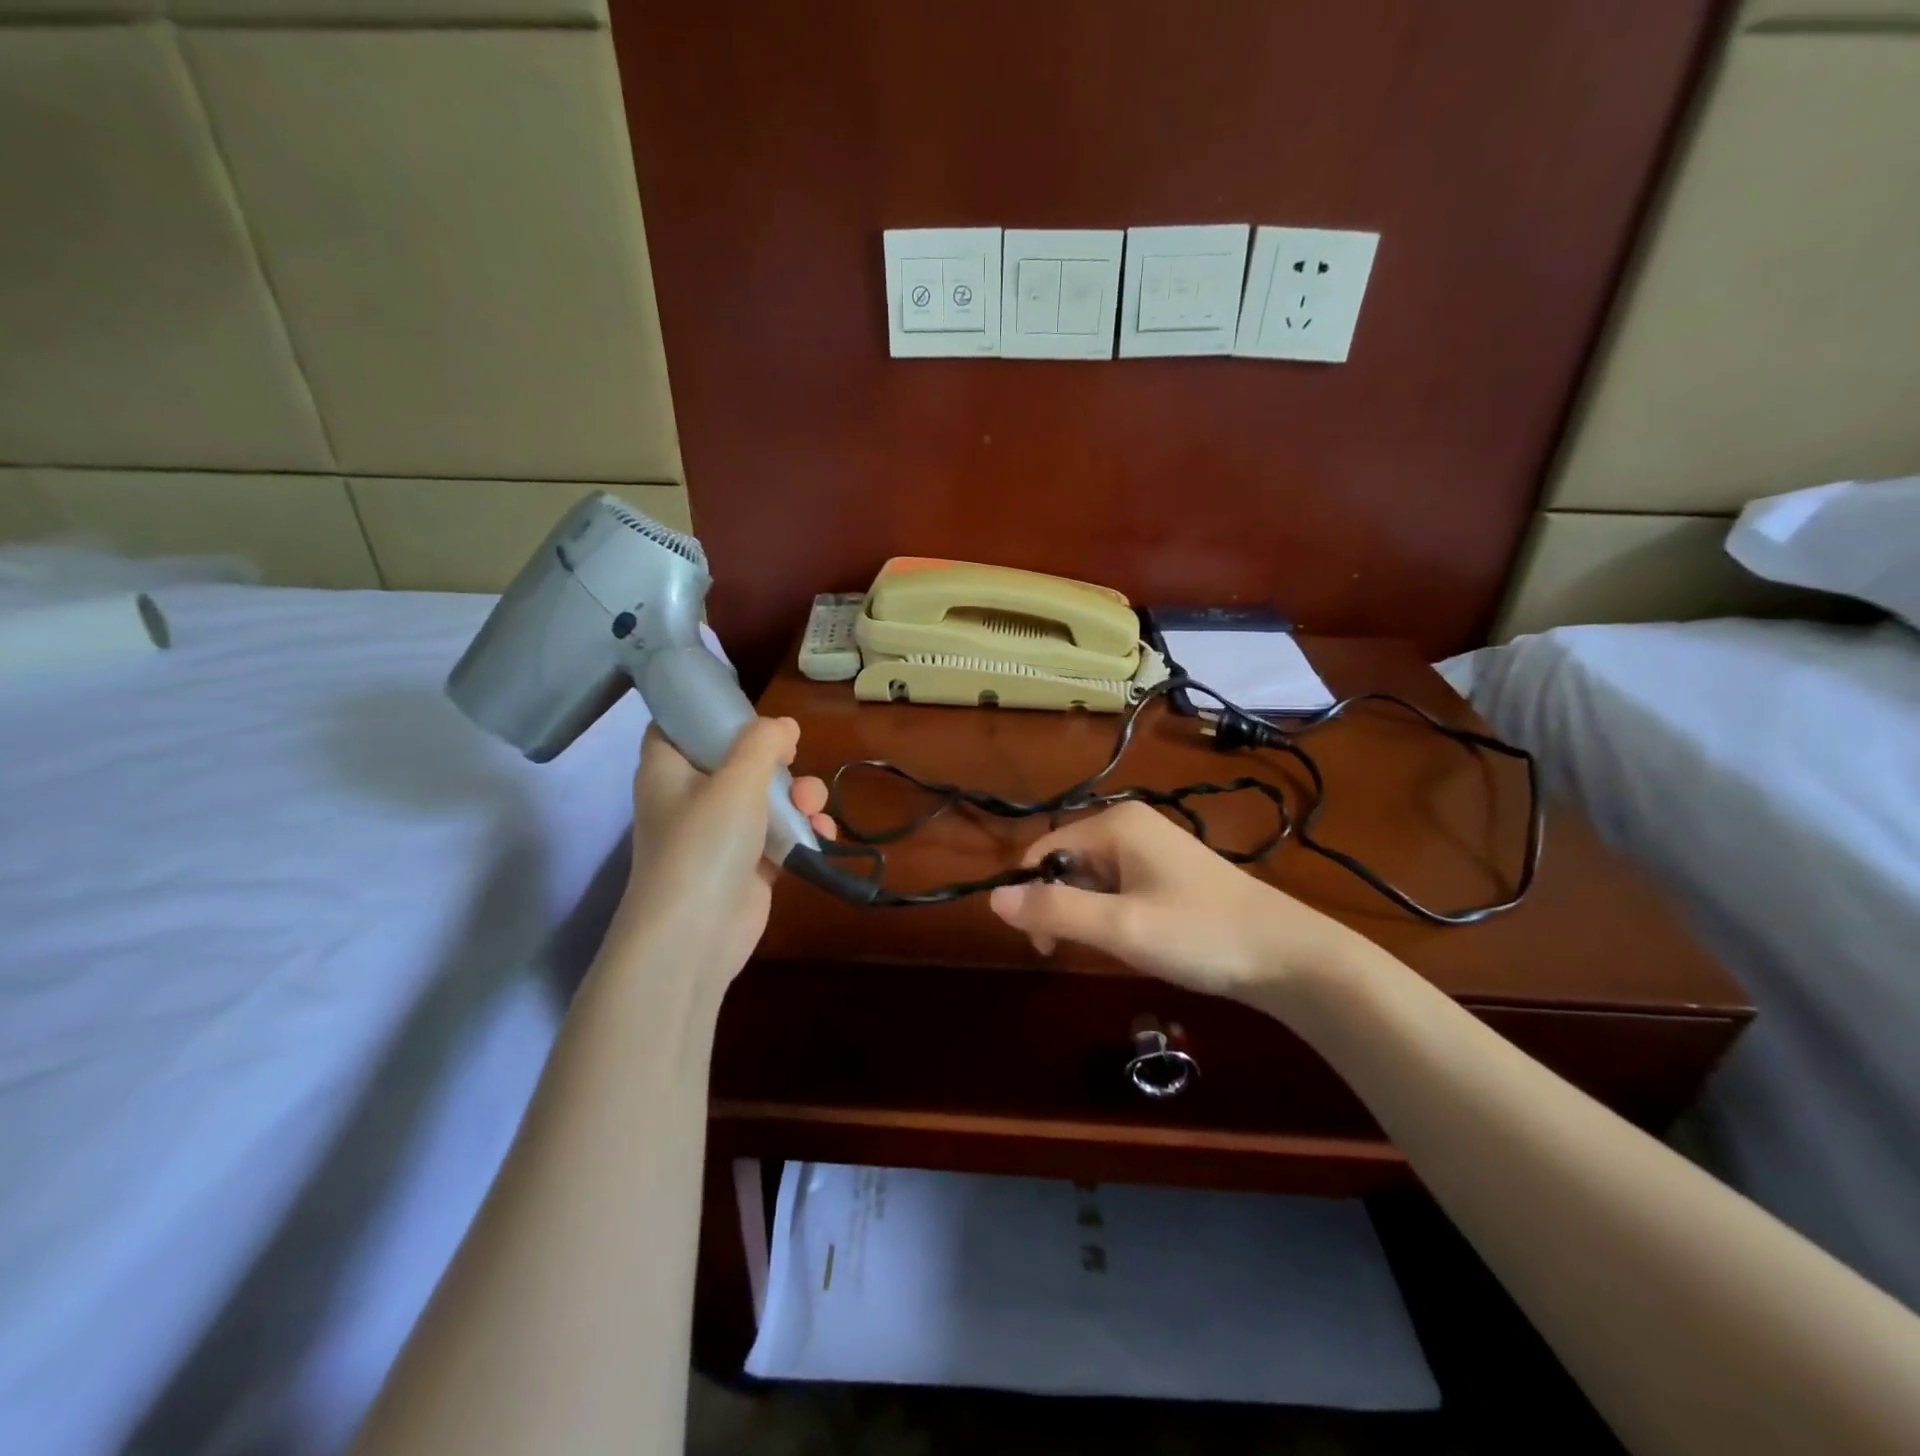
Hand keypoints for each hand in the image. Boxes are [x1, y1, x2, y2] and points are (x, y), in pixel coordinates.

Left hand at [615, 718, 835, 984]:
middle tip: (793, 757)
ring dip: (796, 796)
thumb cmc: (705, 843)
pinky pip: (777, 835)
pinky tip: (821, 832)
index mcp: (668, 770)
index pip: (677, 727)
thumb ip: (762, 744)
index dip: (709, 713)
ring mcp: (718, 834)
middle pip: (733, 761)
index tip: (748, 710)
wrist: (696, 935)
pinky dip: (800, 831)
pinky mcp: (745, 865)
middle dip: (773, 759)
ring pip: (762, 799)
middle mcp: (689, 799)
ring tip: (813, 805)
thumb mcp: (736, 780)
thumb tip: (784, 725)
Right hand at [987, 800, 1363, 997]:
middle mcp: (1130, 824)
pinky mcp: (1169, 871)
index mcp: (1115, 824)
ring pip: (1093, 878)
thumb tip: (993, 899)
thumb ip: (1054, 911)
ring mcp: (1153, 846)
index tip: (1044, 944)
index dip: (1032, 895)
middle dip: (1061, 905)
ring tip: (1115, 947)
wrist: (1288, 956)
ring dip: (1088, 913)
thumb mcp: (1120, 926)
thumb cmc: (1199, 934)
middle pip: (1066, 862)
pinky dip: (1114, 913)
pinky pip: (1119, 886)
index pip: (1043, 851)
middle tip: (1078, 952)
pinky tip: (1137, 939)